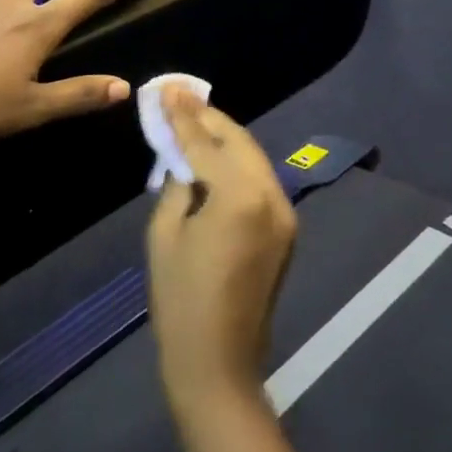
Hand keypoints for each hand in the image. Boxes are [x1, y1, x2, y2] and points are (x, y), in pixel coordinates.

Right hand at [146, 85, 296, 425]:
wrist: (219, 363)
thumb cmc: (181, 301)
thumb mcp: (165, 234)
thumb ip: (178, 184)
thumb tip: (185, 159)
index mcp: (240, 196)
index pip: (206, 143)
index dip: (183, 115)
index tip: (167, 88)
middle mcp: (272, 196)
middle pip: (238, 141)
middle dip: (208, 117)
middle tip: (179, 96)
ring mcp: (285, 213)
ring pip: (252, 158)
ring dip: (224, 138)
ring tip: (193, 119)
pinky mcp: (286, 230)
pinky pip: (259, 182)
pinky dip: (237, 164)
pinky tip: (214, 157)